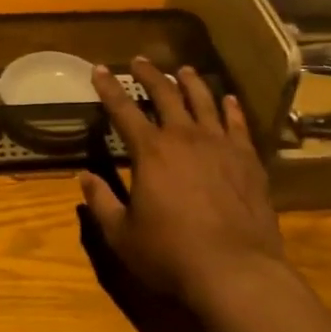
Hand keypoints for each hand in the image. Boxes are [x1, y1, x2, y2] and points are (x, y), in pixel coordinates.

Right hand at [80, 56, 285, 306]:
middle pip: (166, 95)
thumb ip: (101, 202)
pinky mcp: (248, 159)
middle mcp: (184, 137)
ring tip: (184, 70)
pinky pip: (238, 124)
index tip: (99, 69)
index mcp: (150, 151)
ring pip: (204, 101)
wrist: (234, 270)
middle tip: (140, 61)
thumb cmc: (170, 253)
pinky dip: (231, 108)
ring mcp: (220, 145)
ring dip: (191, 82)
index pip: (123, 109)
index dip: (108, 88)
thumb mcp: (122, 234)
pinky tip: (228, 99)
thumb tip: (83, 177)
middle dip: (150, 75)